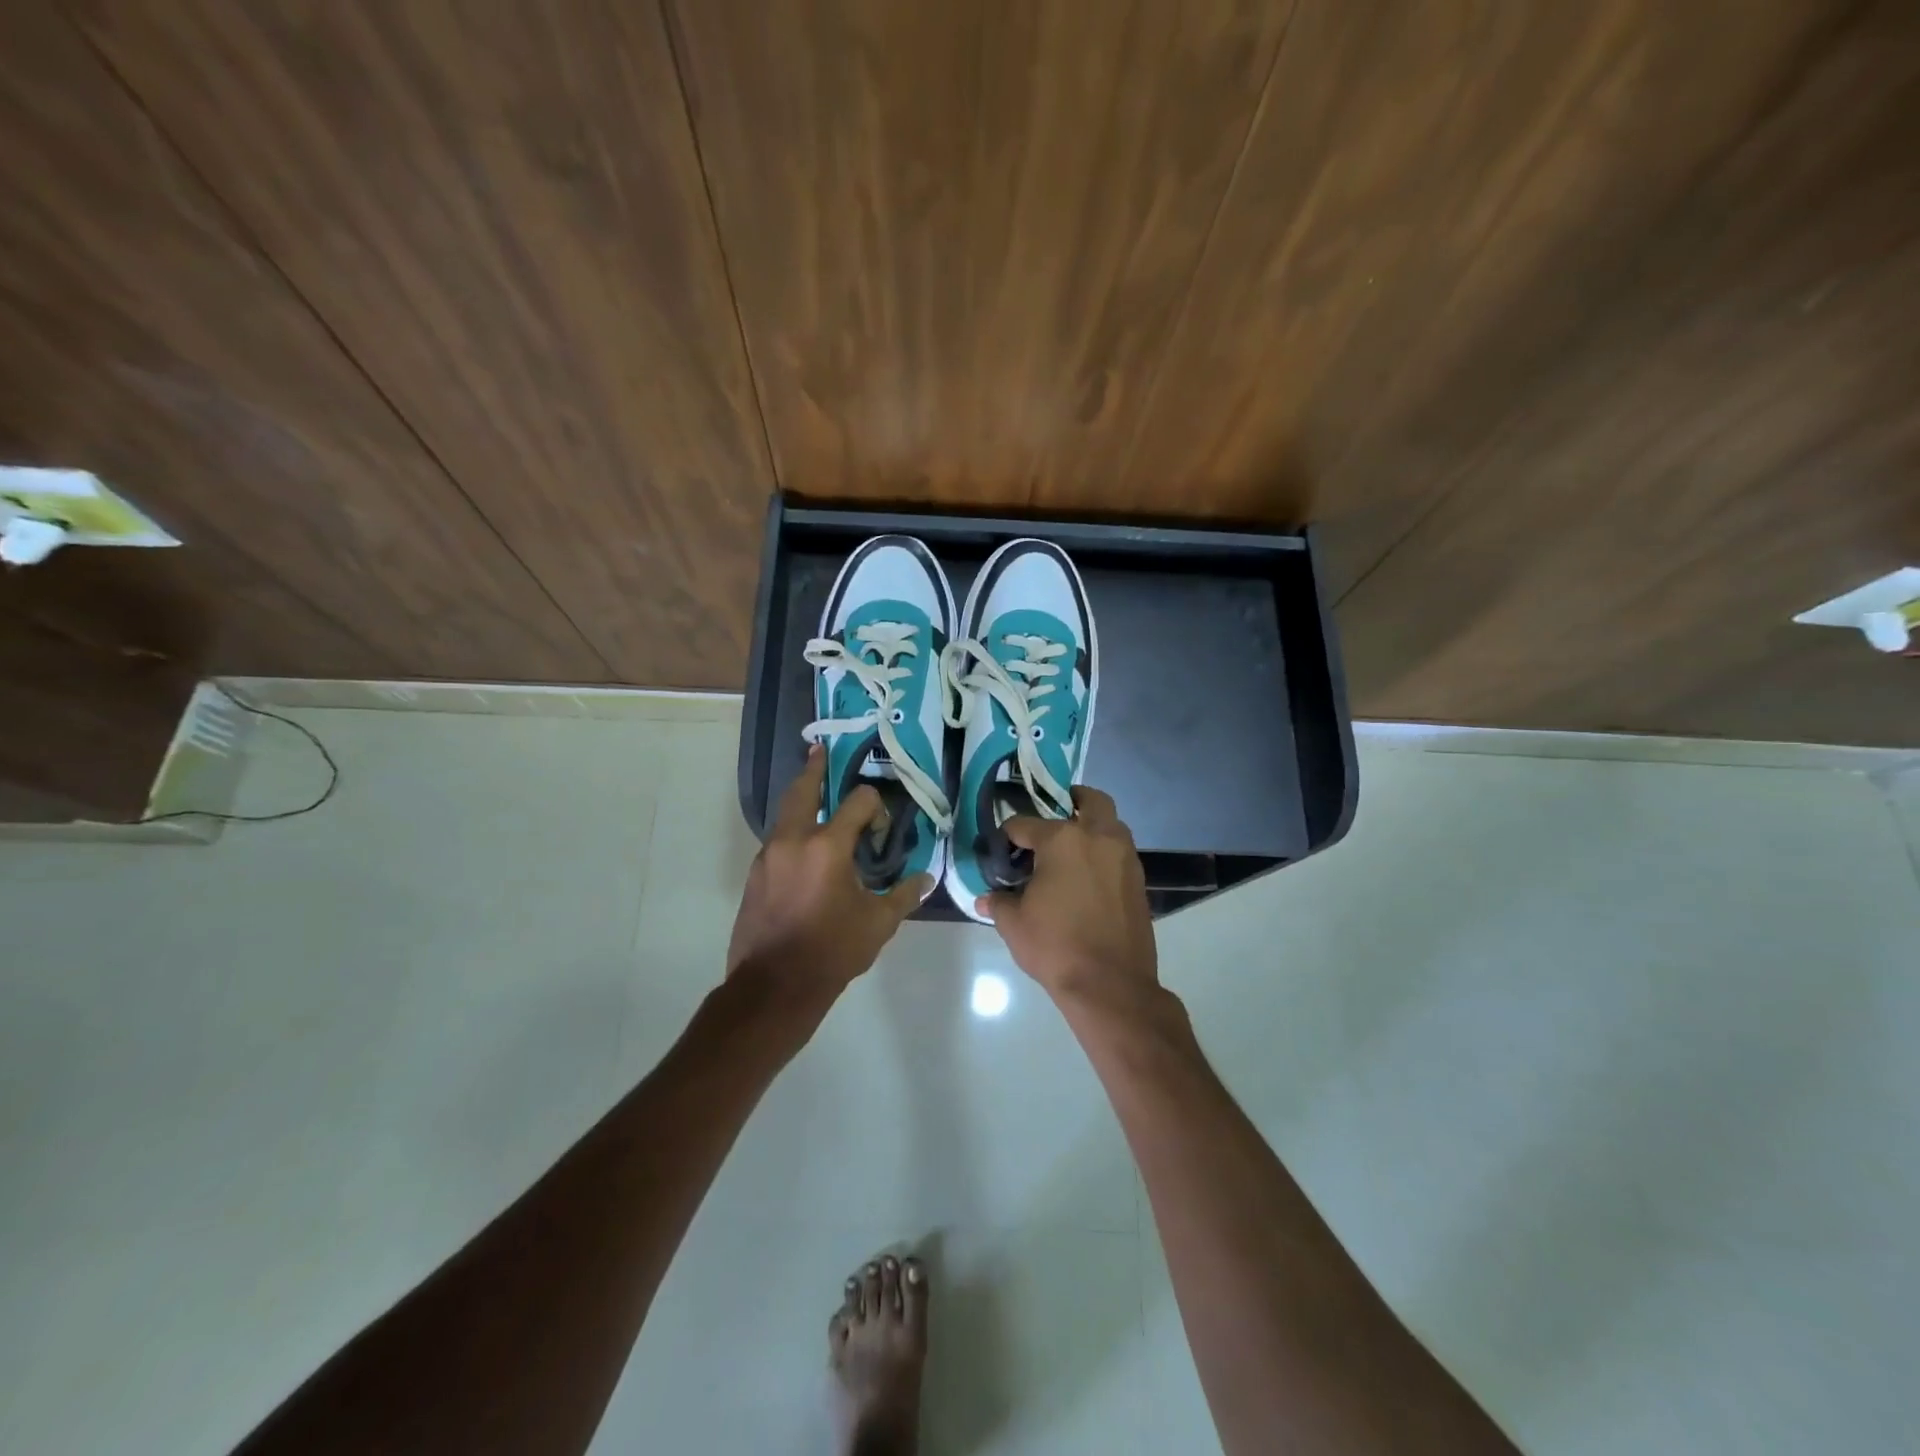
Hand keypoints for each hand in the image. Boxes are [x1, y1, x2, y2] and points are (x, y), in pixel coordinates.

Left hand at [727, 746, 931, 993]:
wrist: (772, 986)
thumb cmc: (831, 951)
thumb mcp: (877, 924)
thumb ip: (904, 895)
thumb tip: (926, 878)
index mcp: (827, 847)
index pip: (858, 802)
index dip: (874, 807)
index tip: (880, 831)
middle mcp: (793, 840)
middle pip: (802, 790)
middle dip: (814, 770)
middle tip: (820, 752)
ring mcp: (768, 856)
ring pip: (784, 814)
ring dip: (800, 800)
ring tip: (813, 793)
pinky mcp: (755, 875)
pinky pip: (776, 840)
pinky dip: (792, 831)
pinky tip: (804, 848)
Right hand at [979, 786, 1156, 1002]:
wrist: (1111, 984)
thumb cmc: (1056, 947)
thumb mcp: (1014, 924)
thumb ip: (999, 903)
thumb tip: (986, 899)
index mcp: (1062, 840)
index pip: (1025, 825)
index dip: (1008, 836)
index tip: (1001, 850)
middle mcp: (1097, 837)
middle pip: (1089, 800)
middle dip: (1072, 800)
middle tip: (1056, 812)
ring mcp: (1123, 857)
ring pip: (1111, 823)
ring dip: (1093, 825)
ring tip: (1071, 847)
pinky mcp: (1138, 879)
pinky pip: (1120, 851)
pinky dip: (1105, 851)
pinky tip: (1087, 874)